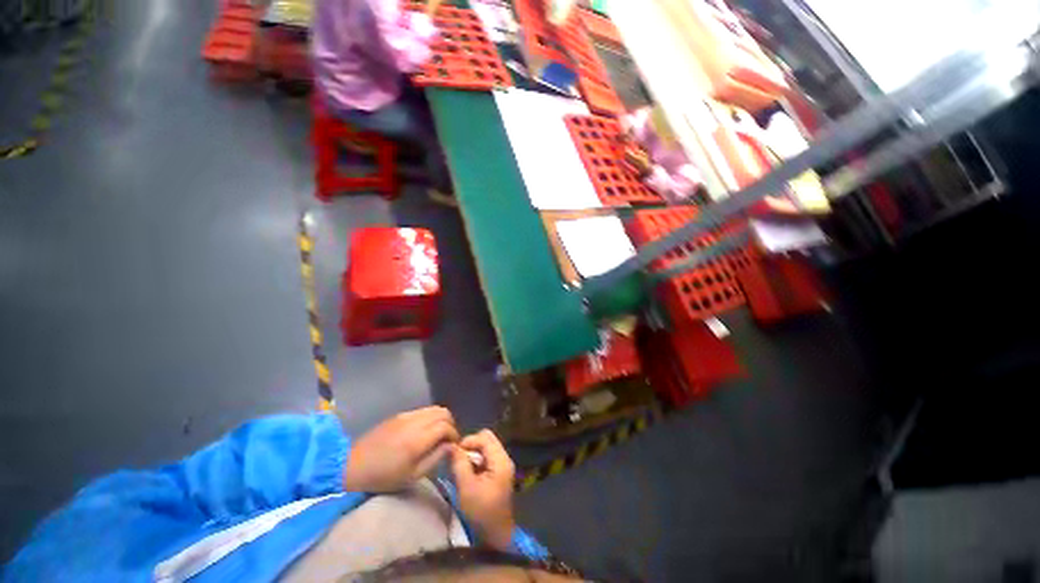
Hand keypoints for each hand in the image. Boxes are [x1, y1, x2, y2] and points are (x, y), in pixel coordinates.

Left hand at [344, 407, 458, 492]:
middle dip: (449, 424)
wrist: (353, 467)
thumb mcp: (413, 476)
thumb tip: (451, 446)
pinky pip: (422, 410)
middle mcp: (414, 422)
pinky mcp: (399, 414)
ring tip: (437, 434)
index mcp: (418, 439)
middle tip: (447, 439)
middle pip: (443, 412)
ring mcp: (406, 416)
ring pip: (433, 408)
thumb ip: (435, 458)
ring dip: (440, 419)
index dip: (454, 434)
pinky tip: (423, 431)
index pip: (446, 426)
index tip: (454, 445)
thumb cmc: (384, 477)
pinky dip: (429, 417)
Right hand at [451, 430, 515, 550]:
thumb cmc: (481, 511)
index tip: (454, 451)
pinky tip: (468, 471)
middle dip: (471, 444)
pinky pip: (487, 456)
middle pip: (487, 438)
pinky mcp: (499, 471)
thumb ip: (460, 464)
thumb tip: (452, 446)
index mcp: (500, 460)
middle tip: (458, 457)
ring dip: (473, 452)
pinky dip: (477, 459)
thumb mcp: (466, 487)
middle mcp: (504, 458)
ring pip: (487, 446)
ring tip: (461, 465)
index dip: (468, 441)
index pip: (484, 438)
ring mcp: (503, 464)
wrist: (496, 533)